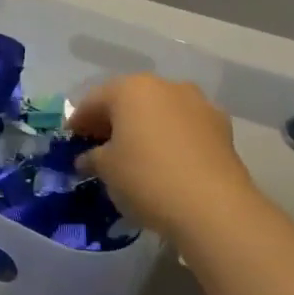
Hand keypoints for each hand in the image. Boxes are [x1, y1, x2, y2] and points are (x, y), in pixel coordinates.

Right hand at [70, 75, 257, 248]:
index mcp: (131, 88)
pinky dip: (171, 138)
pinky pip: (185, 127)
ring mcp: (198, 104)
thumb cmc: (147, 178)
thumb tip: (87, 158)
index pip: (94, 100)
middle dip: (113, 121)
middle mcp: (166, 86)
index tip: (71, 140)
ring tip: (135, 154)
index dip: (79, 121)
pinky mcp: (222, 128)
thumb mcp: (106, 169)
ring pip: (161, 111)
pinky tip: (166, 162)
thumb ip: (92, 157)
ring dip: (145, 127)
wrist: (214, 208)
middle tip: (99, 146)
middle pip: (129, 100)